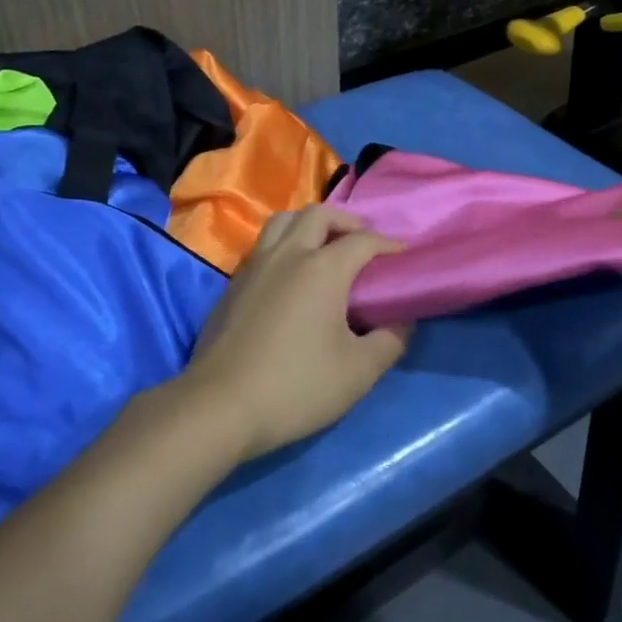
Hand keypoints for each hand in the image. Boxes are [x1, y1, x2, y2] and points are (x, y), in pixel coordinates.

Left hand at [180, 206, 410, 462]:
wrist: (219, 406)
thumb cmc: (296, 387)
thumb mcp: (358, 372)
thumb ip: (390, 341)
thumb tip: (401, 322)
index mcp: (322, 268)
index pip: (363, 240)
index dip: (388, 245)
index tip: (402, 257)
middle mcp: (287, 255)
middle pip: (319, 215)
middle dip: (347, 222)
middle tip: (363, 244)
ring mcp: (254, 266)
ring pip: (283, 222)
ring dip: (310, 225)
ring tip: (324, 248)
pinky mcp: (232, 285)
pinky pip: (263, 246)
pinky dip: (284, 245)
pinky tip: (290, 276)